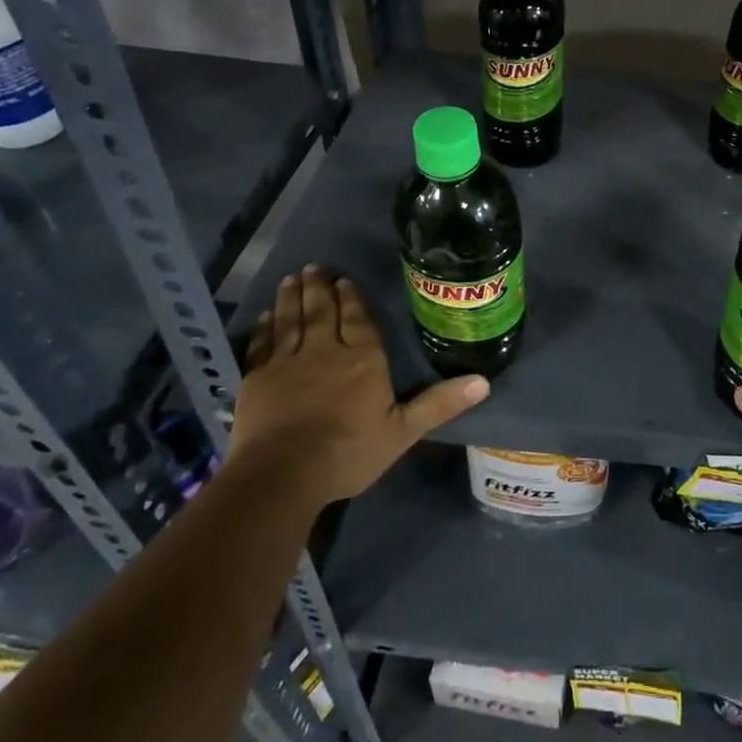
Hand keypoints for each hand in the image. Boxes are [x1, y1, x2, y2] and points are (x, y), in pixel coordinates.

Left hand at [232, 266, 487, 503]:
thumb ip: (439, 404)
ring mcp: (287, 363)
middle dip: (320, 288)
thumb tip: (484, 381)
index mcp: (362, 359)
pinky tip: (264, 317)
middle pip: (322, 311)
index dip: (352, 298)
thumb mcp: (403, 431)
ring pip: (290, 321)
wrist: (284, 474)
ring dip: (290, 298)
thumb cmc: (349, 451)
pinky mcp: (257, 380)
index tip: (344, 279)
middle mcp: (325, 351)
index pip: (357, 320)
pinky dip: (263, 329)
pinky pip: (261, 345)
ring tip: (290, 278)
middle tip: (314, 267)